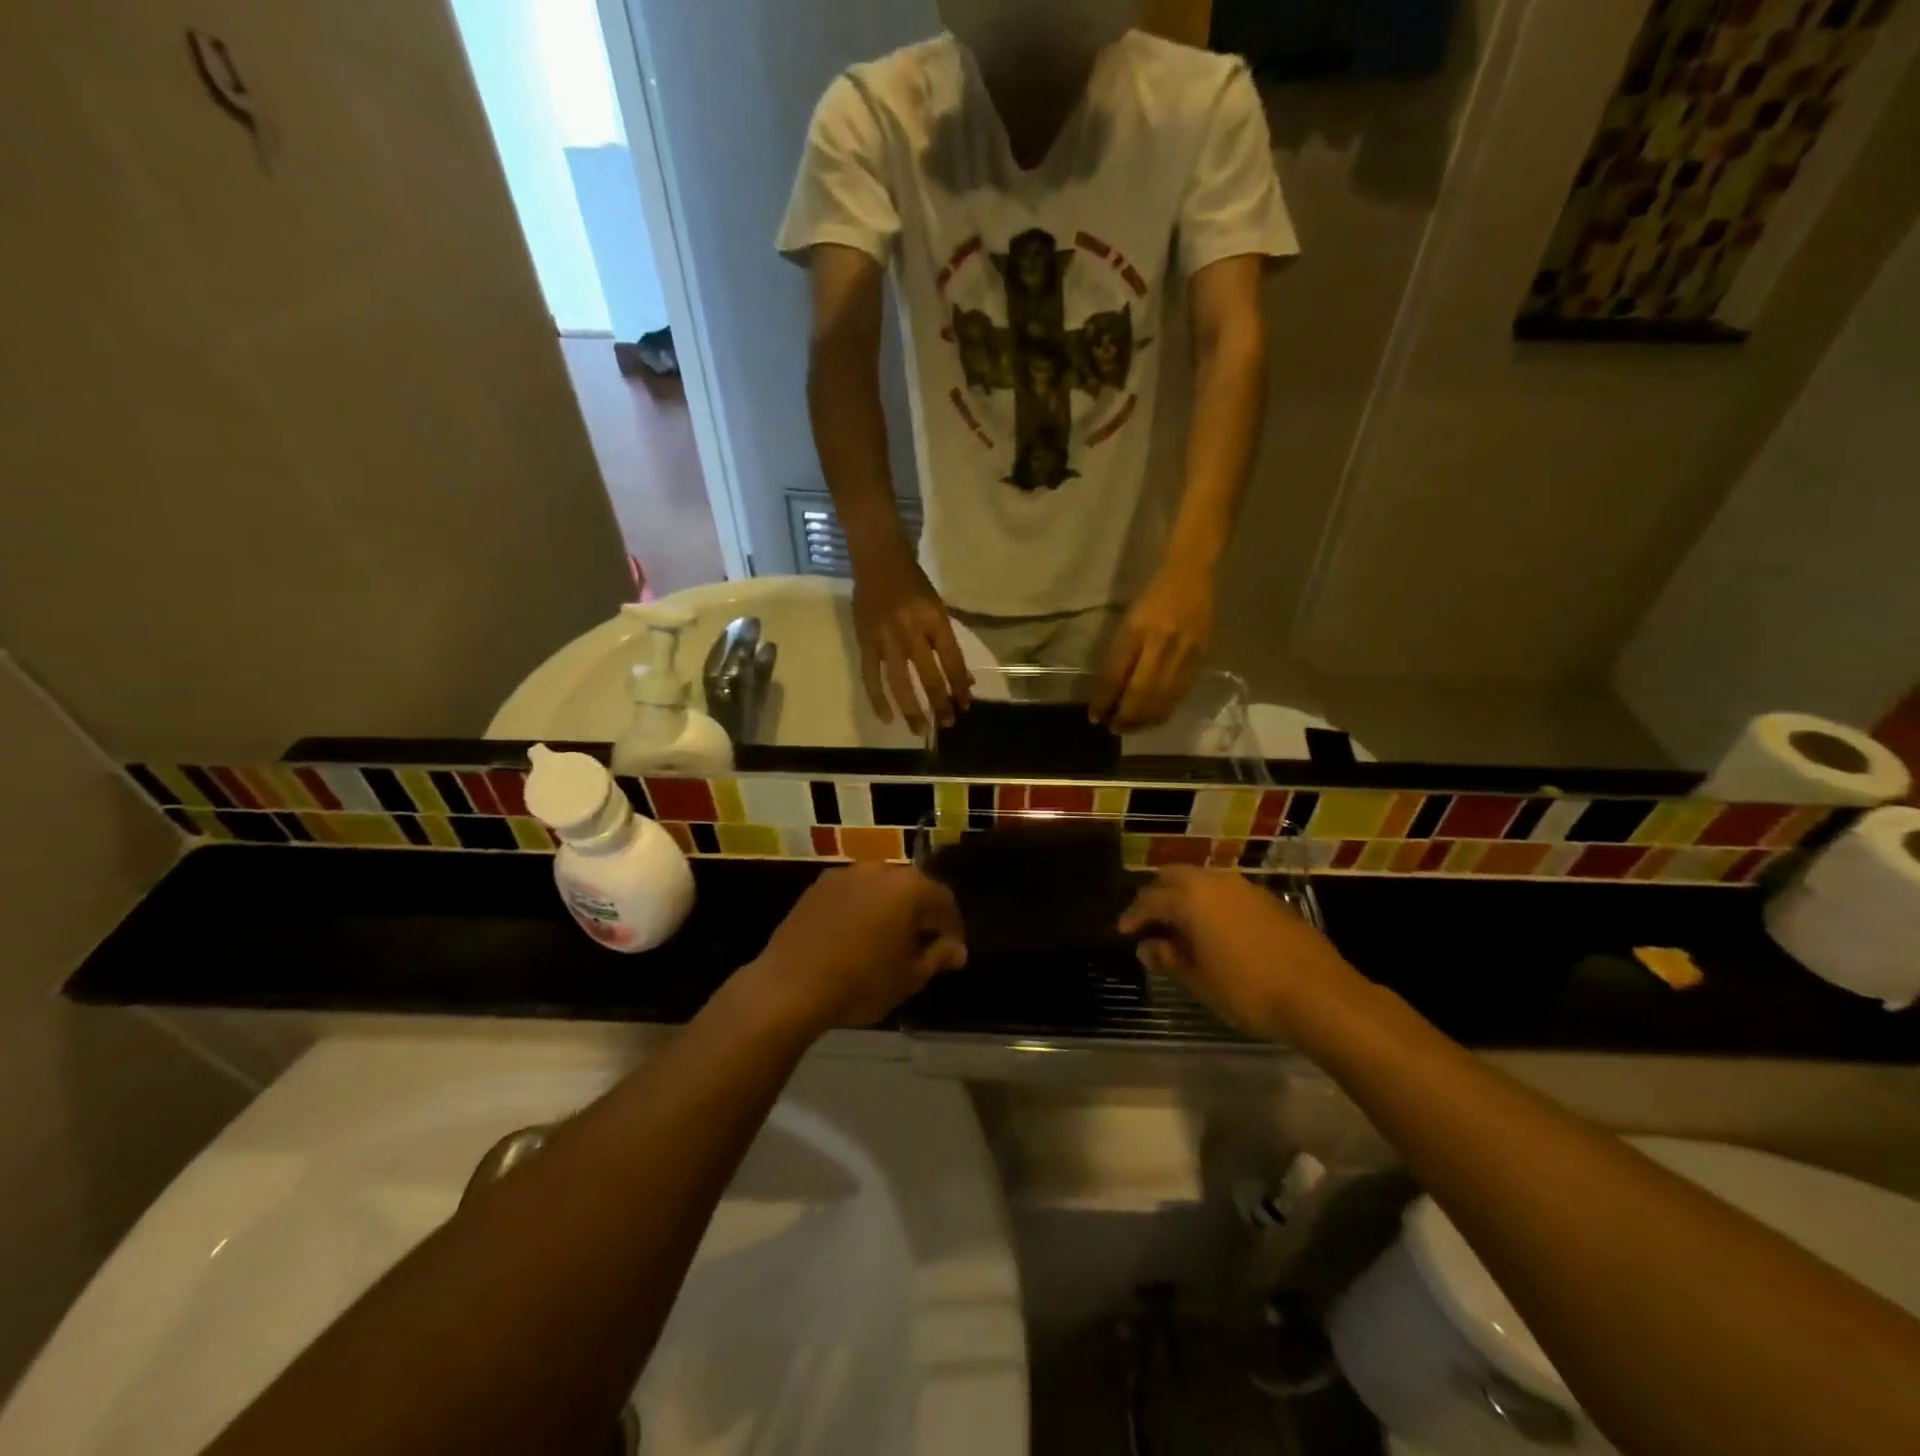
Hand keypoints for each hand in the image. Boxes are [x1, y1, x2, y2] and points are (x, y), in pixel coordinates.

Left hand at [744, 864, 966, 1029]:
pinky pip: (852, 893)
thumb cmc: (860, 982)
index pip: (943, 900)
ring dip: (889, 909)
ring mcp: (845, 874)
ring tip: (886, 941)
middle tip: (921, 946)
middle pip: (911, 888)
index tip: (951, 953)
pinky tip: (854, 937)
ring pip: (880, 888)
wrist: (790, 986)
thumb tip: (957, 949)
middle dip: (920, 914)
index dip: (952, 927)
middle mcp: (879, 869)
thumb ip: (938, 956)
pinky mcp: (818, 886)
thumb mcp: (909, 977)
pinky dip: (861, 909)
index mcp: (909, 887)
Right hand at [852, 550, 972, 733]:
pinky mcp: (865, 643)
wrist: (879, 562)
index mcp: (934, 620)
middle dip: (940, 703)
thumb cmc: (914, 585)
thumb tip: (964, 680)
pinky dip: (878, 699)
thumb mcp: (939, 609)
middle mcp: (911, 631)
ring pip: (899, 682)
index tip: (966, 705)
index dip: (959, 685)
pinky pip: (871, 676)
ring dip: (912, 709)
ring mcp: (886, 639)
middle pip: (929, 675)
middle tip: (948, 724)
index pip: (951, 660)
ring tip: (921, 730)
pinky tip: (887, 718)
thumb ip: (949, 645)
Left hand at [1091, 563, 1213, 731]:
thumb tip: (1111, 692)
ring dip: (1145, 720)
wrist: (1191, 573)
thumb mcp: (1128, 621)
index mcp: (1137, 630)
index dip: (1105, 700)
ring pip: (1163, 698)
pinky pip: (1181, 693)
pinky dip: (1165, 710)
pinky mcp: (1202, 657)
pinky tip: (1154, 718)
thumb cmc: (1152, 595)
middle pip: (1142, 693)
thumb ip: (1121, 655)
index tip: (1095, 717)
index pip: (1117, 675)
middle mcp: (1161, 643)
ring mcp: (1185, 652)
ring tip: (1131, 729)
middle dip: (1126, 717)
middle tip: (1114, 729)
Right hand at [1118, 868, 1362, 1040]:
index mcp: (1191, 899)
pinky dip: (1211, 902)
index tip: (1124, 931)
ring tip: (1180, 924)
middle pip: (1174, 877)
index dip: (1133, 916)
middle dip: (1157, 895)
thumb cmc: (1248, 991)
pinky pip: (1226, 891)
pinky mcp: (1269, 899)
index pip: (1150, 899)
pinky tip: (1215, 928)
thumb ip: (1169, 958)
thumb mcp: (1199, 981)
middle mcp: (1215, 882)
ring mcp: (1245, 887)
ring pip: (1202, 880)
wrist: (1320, 995)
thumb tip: (1147, 947)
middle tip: (1148, 920)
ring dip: (1185, 895)